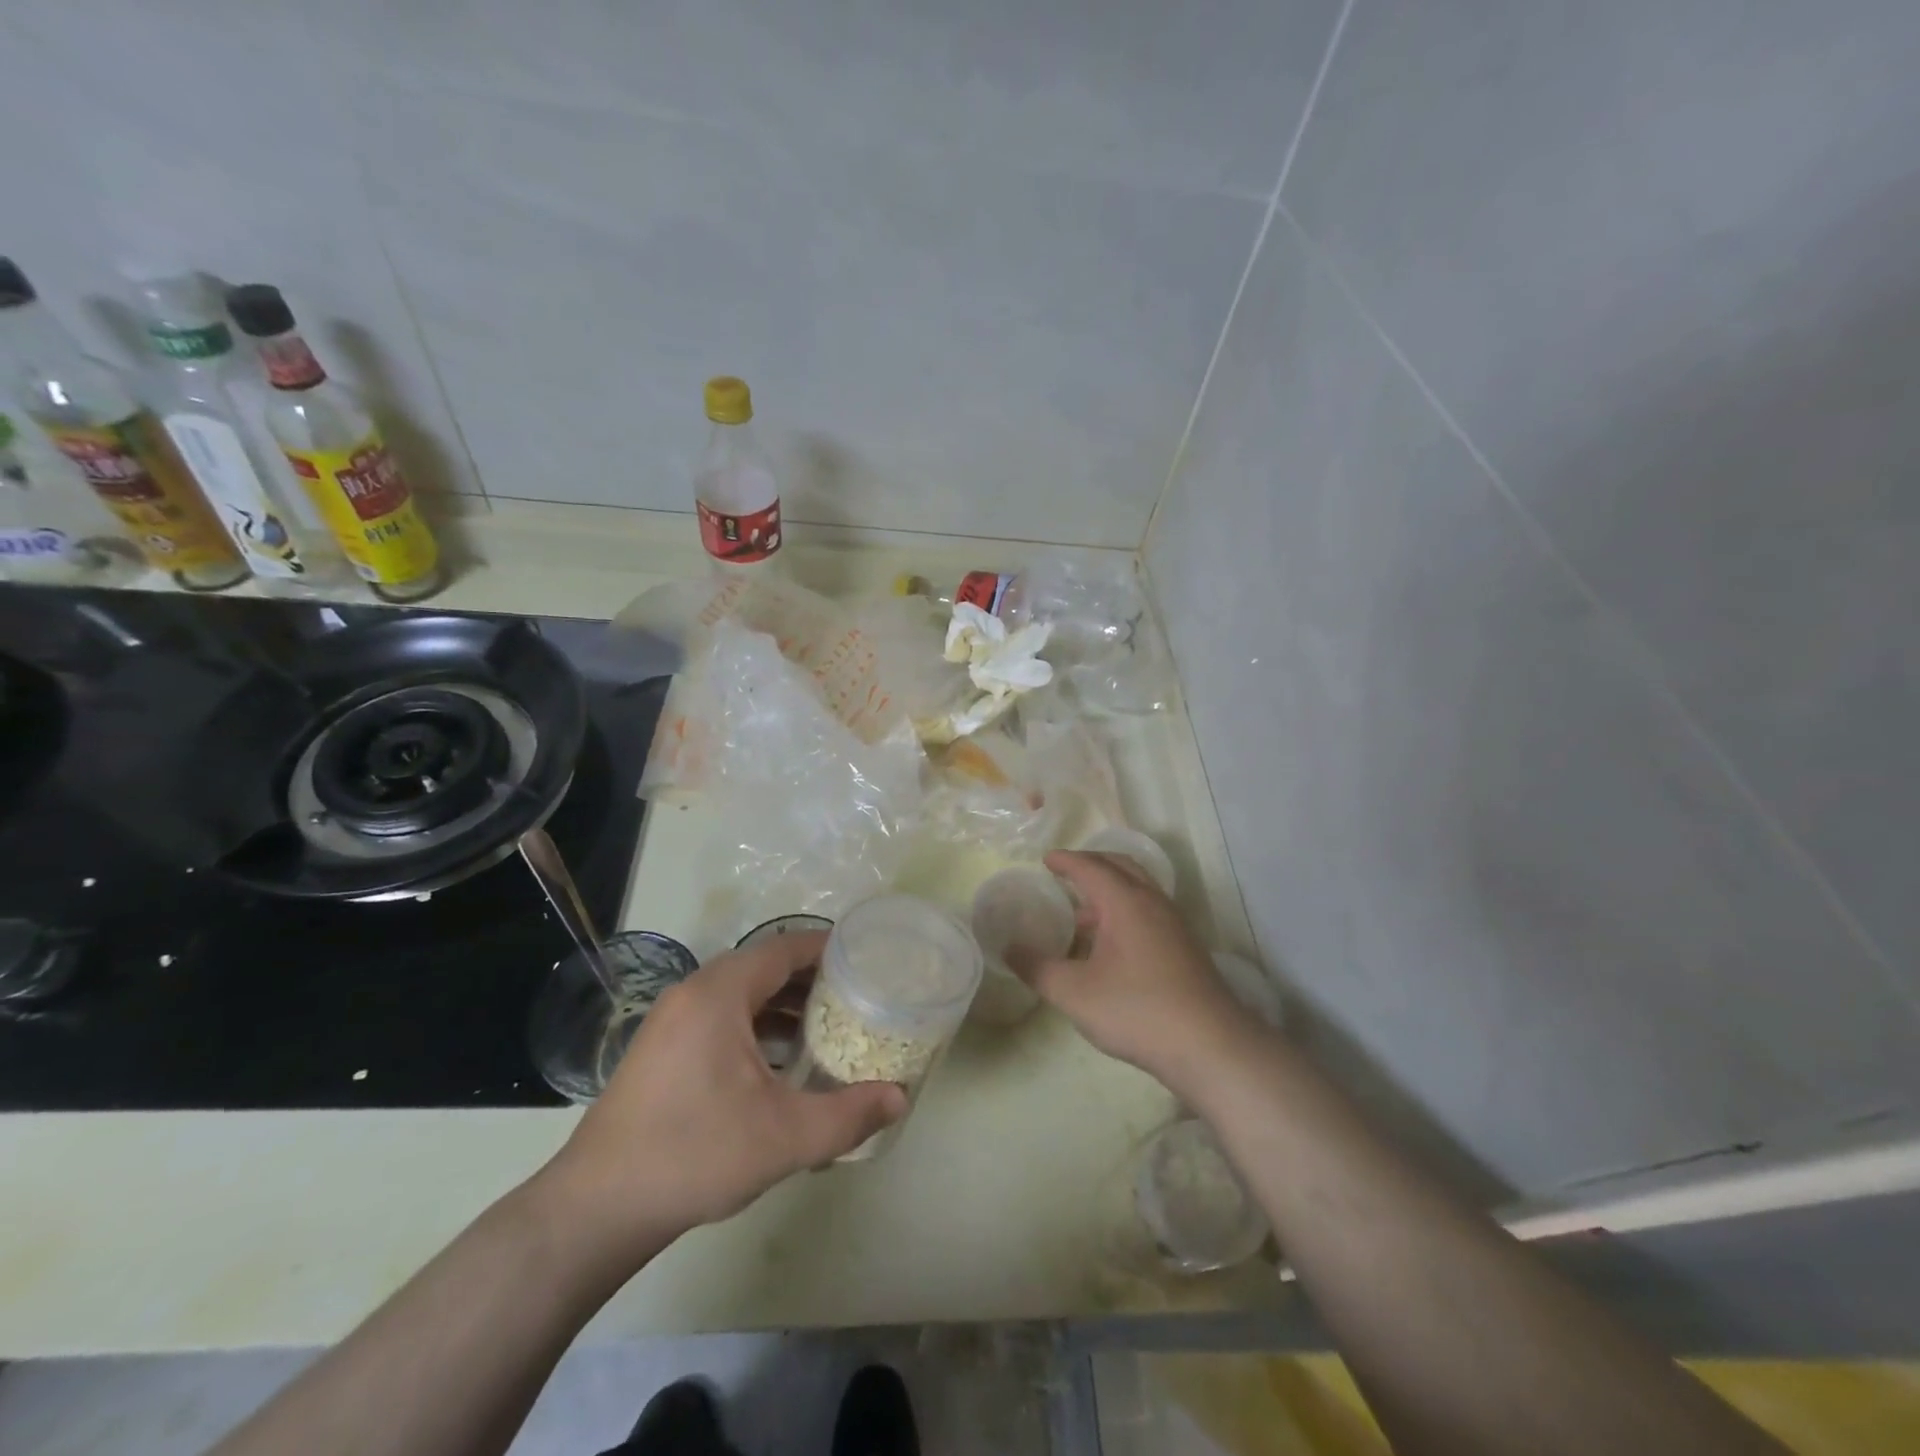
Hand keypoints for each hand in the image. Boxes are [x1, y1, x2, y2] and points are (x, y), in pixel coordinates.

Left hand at [535, 931, 905, 1271]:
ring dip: (783, 1005)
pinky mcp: (661, 1049)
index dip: (828, 948)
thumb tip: (900, 1099)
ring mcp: (671, 1021)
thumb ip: (849, 1114)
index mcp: (720, 993)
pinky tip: (780, 1063)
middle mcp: (693, 993)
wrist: (596, 1209)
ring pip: (741, 995)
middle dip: (811, 979)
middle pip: (763, 967)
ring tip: (827, 1028)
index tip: (866, 959)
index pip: (784, 948)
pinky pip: (720, 1018)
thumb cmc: (695, 1154)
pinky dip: (755, 1026)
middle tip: (856, 995)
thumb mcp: (784, 1136)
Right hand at [1020, 850, 1252, 1096]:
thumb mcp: (1074, 992)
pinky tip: (1111, 944)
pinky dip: (1125, 909)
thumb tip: (1009, 948)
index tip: (1045, 859)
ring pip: (1138, 888)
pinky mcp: (1185, 947)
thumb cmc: (1136, 1010)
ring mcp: (1174, 924)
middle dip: (1091, 864)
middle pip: (1120, 866)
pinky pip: (1149, 910)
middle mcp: (1152, 902)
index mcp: (1125, 901)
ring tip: (1082, 912)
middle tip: (1065, 873)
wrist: (1210, 1045)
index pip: (1091, 867)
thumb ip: (1037, 968)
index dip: (1065, 861)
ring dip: (1110, 889)